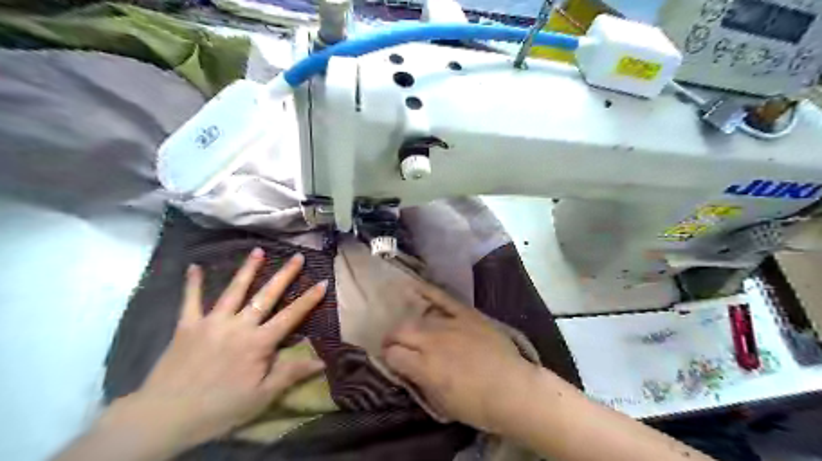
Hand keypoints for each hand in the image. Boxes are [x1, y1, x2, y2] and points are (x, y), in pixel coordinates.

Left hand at [130, 249, 324, 445]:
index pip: (291, 316)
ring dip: (248, 269)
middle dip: (285, 275)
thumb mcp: (262, 397)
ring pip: (234, 290)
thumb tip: (322, 361)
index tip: (323, 281)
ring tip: (258, 251)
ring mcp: (212, 322)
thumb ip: (291, 374)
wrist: (164, 418)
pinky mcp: (186, 326)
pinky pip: (190, 301)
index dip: (309, 299)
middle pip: (266, 295)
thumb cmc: (220, 408)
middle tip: (297, 256)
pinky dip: (192, 284)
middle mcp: (239, 325)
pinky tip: (193, 266)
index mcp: (259, 343)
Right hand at [380, 283, 535, 433]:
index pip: (392, 354)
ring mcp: (450, 324)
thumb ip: (420, 382)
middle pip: (401, 331)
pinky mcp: (466, 314)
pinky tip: (413, 288)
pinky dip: (427, 291)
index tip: (392, 362)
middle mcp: (432, 341)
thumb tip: (406, 369)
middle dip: (392, 339)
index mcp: (424, 366)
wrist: (514, 390)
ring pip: (418, 318)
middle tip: (395, 346)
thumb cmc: (477, 406)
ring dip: (408, 325)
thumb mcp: (441, 404)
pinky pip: (443, 298)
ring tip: (409, 329)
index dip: (389, 359)